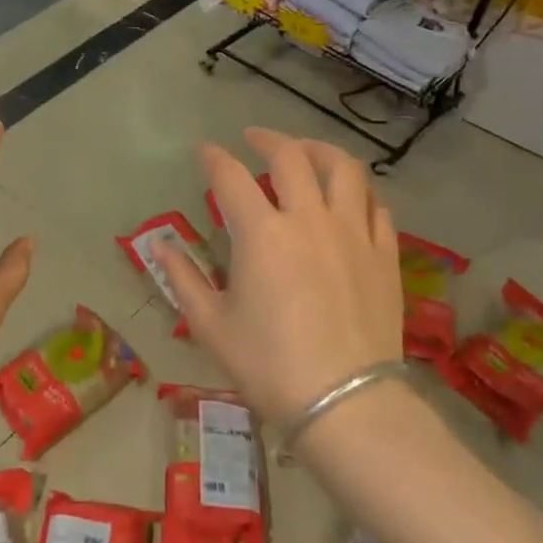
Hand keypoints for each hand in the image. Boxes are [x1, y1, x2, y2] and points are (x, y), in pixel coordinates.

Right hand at [153, 128, 405, 423]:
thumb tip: (157, 245)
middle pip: (290, 157)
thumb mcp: (211, 325)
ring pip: (344, 169)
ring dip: (320, 150)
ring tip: (306, 151)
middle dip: (267, 138)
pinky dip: (358, 191)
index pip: (230, 176)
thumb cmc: (269, 366)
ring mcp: (353, 233)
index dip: (213, 158)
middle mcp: (308, 219)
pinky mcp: (385, 254)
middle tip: (254, 138)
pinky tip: (348, 197)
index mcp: (262, 234)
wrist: (347, 405)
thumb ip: (182, 278)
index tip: (204, 151)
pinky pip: (376, 205)